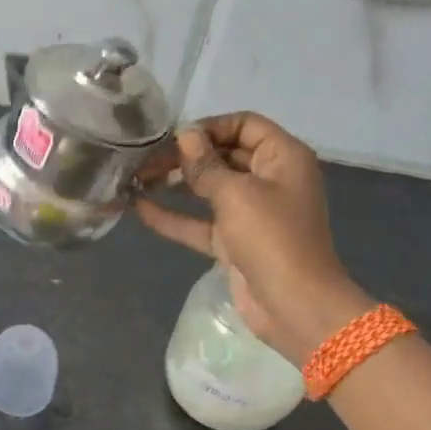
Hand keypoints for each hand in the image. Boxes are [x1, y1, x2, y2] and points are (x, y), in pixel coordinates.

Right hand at [136, 113, 368, 361]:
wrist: (293, 304)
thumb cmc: (272, 239)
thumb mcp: (236, 194)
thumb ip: (206, 165)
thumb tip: (185, 136)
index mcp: (282, 158)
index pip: (244, 125)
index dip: (209, 127)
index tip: (173, 138)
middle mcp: (268, 179)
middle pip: (223, 155)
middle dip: (185, 155)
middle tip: (145, 161)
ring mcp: (251, 212)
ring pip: (208, 188)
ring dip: (176, 183)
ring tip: (137, 180)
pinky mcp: (233, 242)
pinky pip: (200, 222)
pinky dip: (174, 216)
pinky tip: (140, 209)